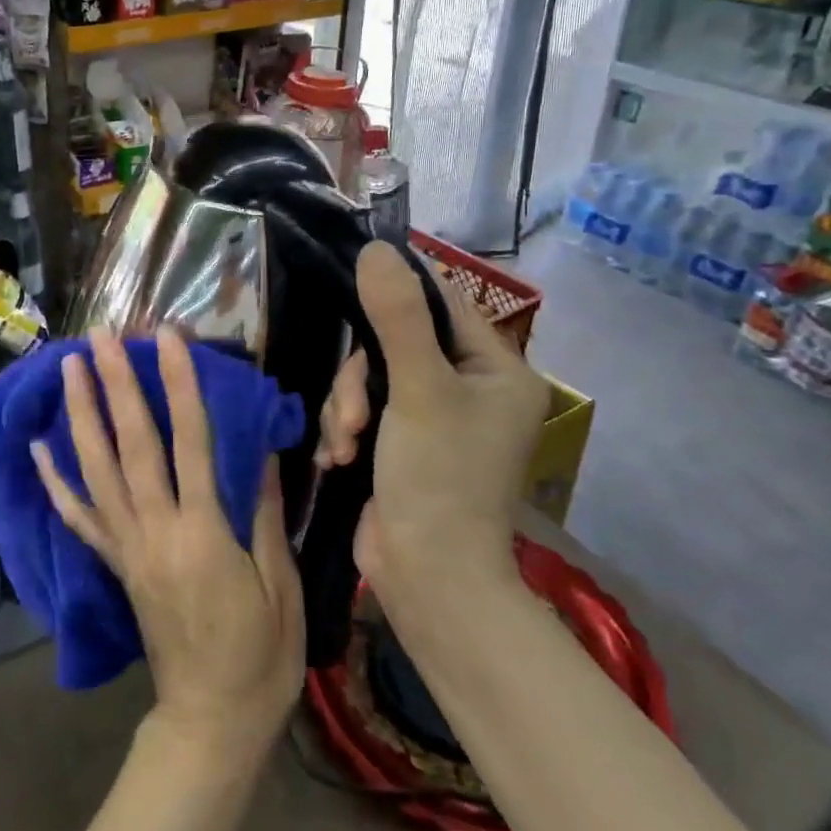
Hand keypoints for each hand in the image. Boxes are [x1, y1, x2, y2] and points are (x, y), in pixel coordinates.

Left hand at [34, 327, 304, 763]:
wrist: (211, 722)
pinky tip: (38, 449)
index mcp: (204, 535)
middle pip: (130, 446)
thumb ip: (266, 516)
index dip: (179, 385)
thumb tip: (262, 452)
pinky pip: (79, 519)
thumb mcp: (282, 587)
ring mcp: (127, 548)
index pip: (190, 443)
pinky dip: (55, 482)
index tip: (169, 338)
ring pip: (96, 471)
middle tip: (102, 336)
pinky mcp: (114, 566)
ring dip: (81, 415)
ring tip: (70, 367)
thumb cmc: (261, 656)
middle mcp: (155, 531)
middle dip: (116, 385)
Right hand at [315, 243, 549, 608]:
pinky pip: (361, 408)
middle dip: (361, 378)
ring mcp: (434, 418)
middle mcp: (471, 388)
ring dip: (345, 407)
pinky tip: (334, 456)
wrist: (429, 581)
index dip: (396, 291)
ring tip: (341, 444)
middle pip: (395, 342)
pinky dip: (343, 428)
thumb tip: (374, 249)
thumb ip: (396, 316)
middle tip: (351, 415)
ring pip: (369, 377)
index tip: (351, 284)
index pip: (442, 302)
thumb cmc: (439, 480)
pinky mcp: (402, 443)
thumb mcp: (417, 390)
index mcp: (496, 369)